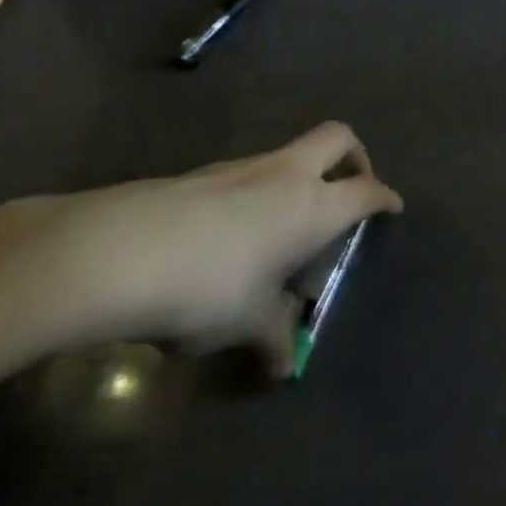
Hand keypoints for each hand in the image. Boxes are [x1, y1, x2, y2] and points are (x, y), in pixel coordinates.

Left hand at [0, 123, 402, 369]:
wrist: (112, 253)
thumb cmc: (207, 287)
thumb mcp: (247, 323)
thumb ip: (273, 340)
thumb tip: (281, 368)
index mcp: (312, 205)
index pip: (366, 191)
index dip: (385, 198)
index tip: (393, 208)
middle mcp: (284, 174)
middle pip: (337, 138)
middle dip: (355, 157)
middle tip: (351, 189)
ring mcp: (240, 167)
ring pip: (288, 155)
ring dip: (299, 180)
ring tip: (283, 233)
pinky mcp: (199, 174)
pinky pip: (247, 174)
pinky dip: (257, 194)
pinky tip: (231, 240)